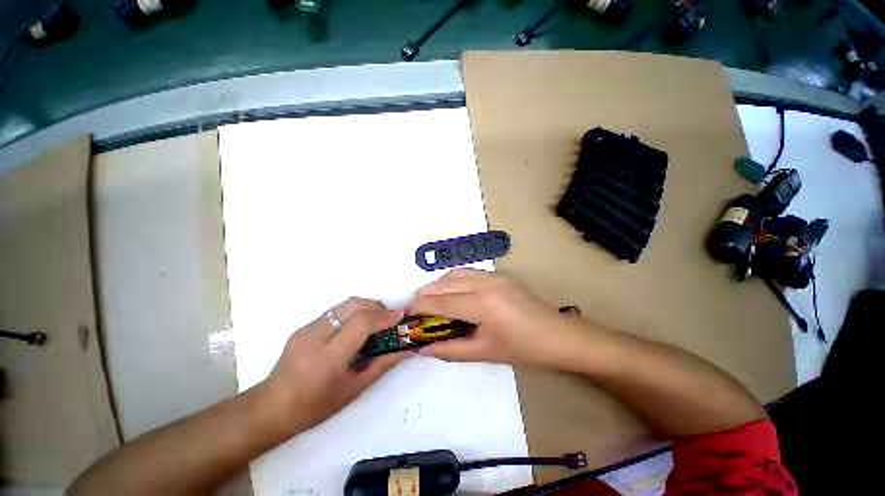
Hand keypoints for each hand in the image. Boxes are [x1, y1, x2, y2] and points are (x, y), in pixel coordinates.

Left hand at [263, 298, 410, 434]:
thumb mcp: (354, 389)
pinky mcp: (304, 326)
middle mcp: (315, 337)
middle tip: (390, 316)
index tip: (400, 316)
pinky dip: (353, 312)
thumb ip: (382, 365)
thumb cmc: (316, 406)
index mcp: (327, 358)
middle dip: (376, 306)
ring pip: (344, 305)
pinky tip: (358, 326)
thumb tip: (406, 350)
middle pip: (352, 306)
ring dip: (366, 306)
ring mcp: (306, 328)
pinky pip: (335, 311)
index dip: (383, 317)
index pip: (360, 324)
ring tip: (378, 318)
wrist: (272, 408)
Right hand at [407, 269, 582, 366]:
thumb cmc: (525, 349)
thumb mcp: (485, 352)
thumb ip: (450, 349)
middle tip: (416, 311)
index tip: (405, 314)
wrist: (560, 335)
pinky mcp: (499, 275)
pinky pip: (468, 272)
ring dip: (438, 286)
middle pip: (444, 283)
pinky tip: (453, 295)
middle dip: (425, 295)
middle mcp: (485, 283)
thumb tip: (422, 348)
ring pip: (454, 274)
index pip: (441, 302)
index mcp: (482, 304)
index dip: (419, 307)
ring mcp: (494, 275)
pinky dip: (453, 281)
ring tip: (431, 303)